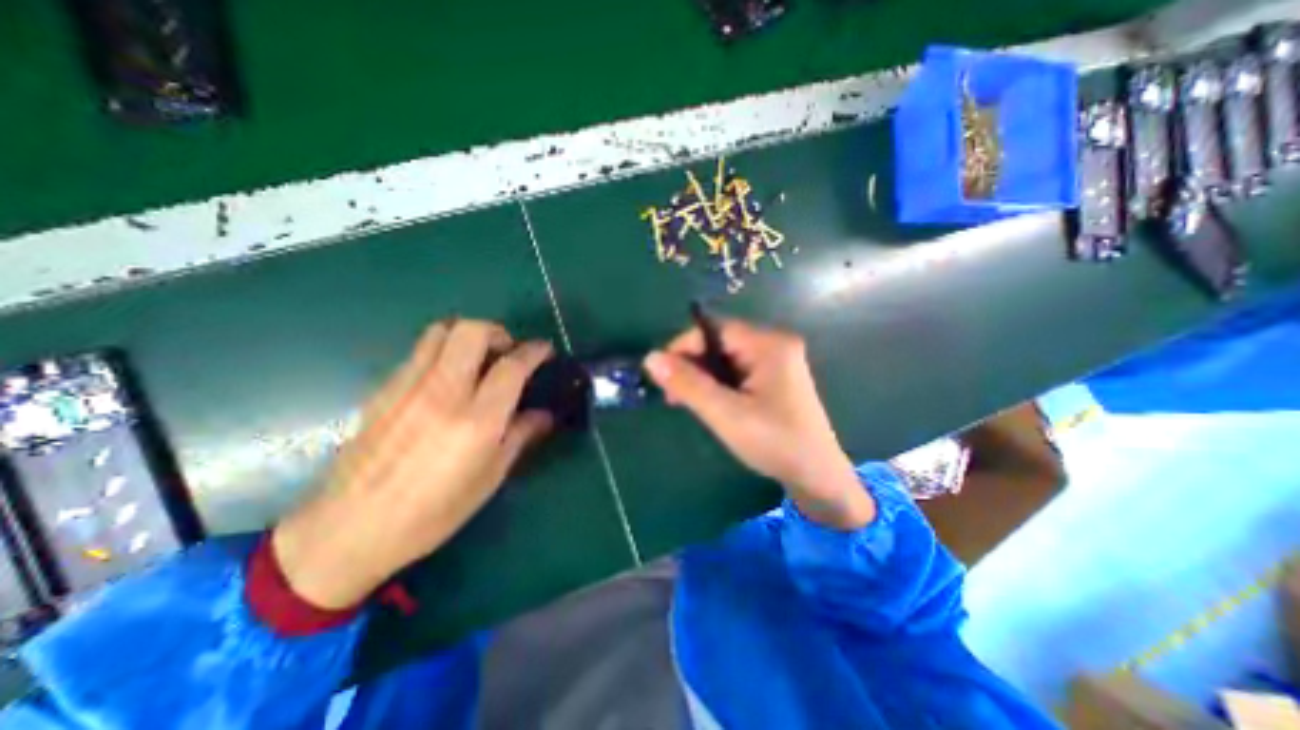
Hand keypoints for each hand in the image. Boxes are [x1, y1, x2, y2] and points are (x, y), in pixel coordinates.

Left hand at [270, 320, 555, 609]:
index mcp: (477, 420)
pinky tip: (445, 382)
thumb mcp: (489, 478)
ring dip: (467, 336)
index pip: (512, 366)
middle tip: (507, 352)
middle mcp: (443, 393)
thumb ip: (520, 437)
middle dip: (498, 333)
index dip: (534, 352)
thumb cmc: (433, 512)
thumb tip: (544, 415)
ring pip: (441, 331)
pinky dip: (442, 353)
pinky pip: (419, 353)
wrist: (349, 529)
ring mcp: (408, 387)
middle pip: (473, 331)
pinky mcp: (384, 390)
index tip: (545, 351)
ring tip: (477, 359)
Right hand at [647, 319, 878, 530]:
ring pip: (726, 359)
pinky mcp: (776, 379)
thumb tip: (650, 358)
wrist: (817, 478)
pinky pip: (737, 372)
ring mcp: (777, 362)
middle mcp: (775, 345)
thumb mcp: (726, 414)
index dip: (684, 347)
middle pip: (720, 343)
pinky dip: (719, 385)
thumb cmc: (774, 443)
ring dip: (704, 378)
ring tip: (688, 402)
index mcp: (769, 345)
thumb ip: (688, 384)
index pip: (714, 330)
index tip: (663, 375)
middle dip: (693, 366)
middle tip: (674, 396)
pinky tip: (711, 404)